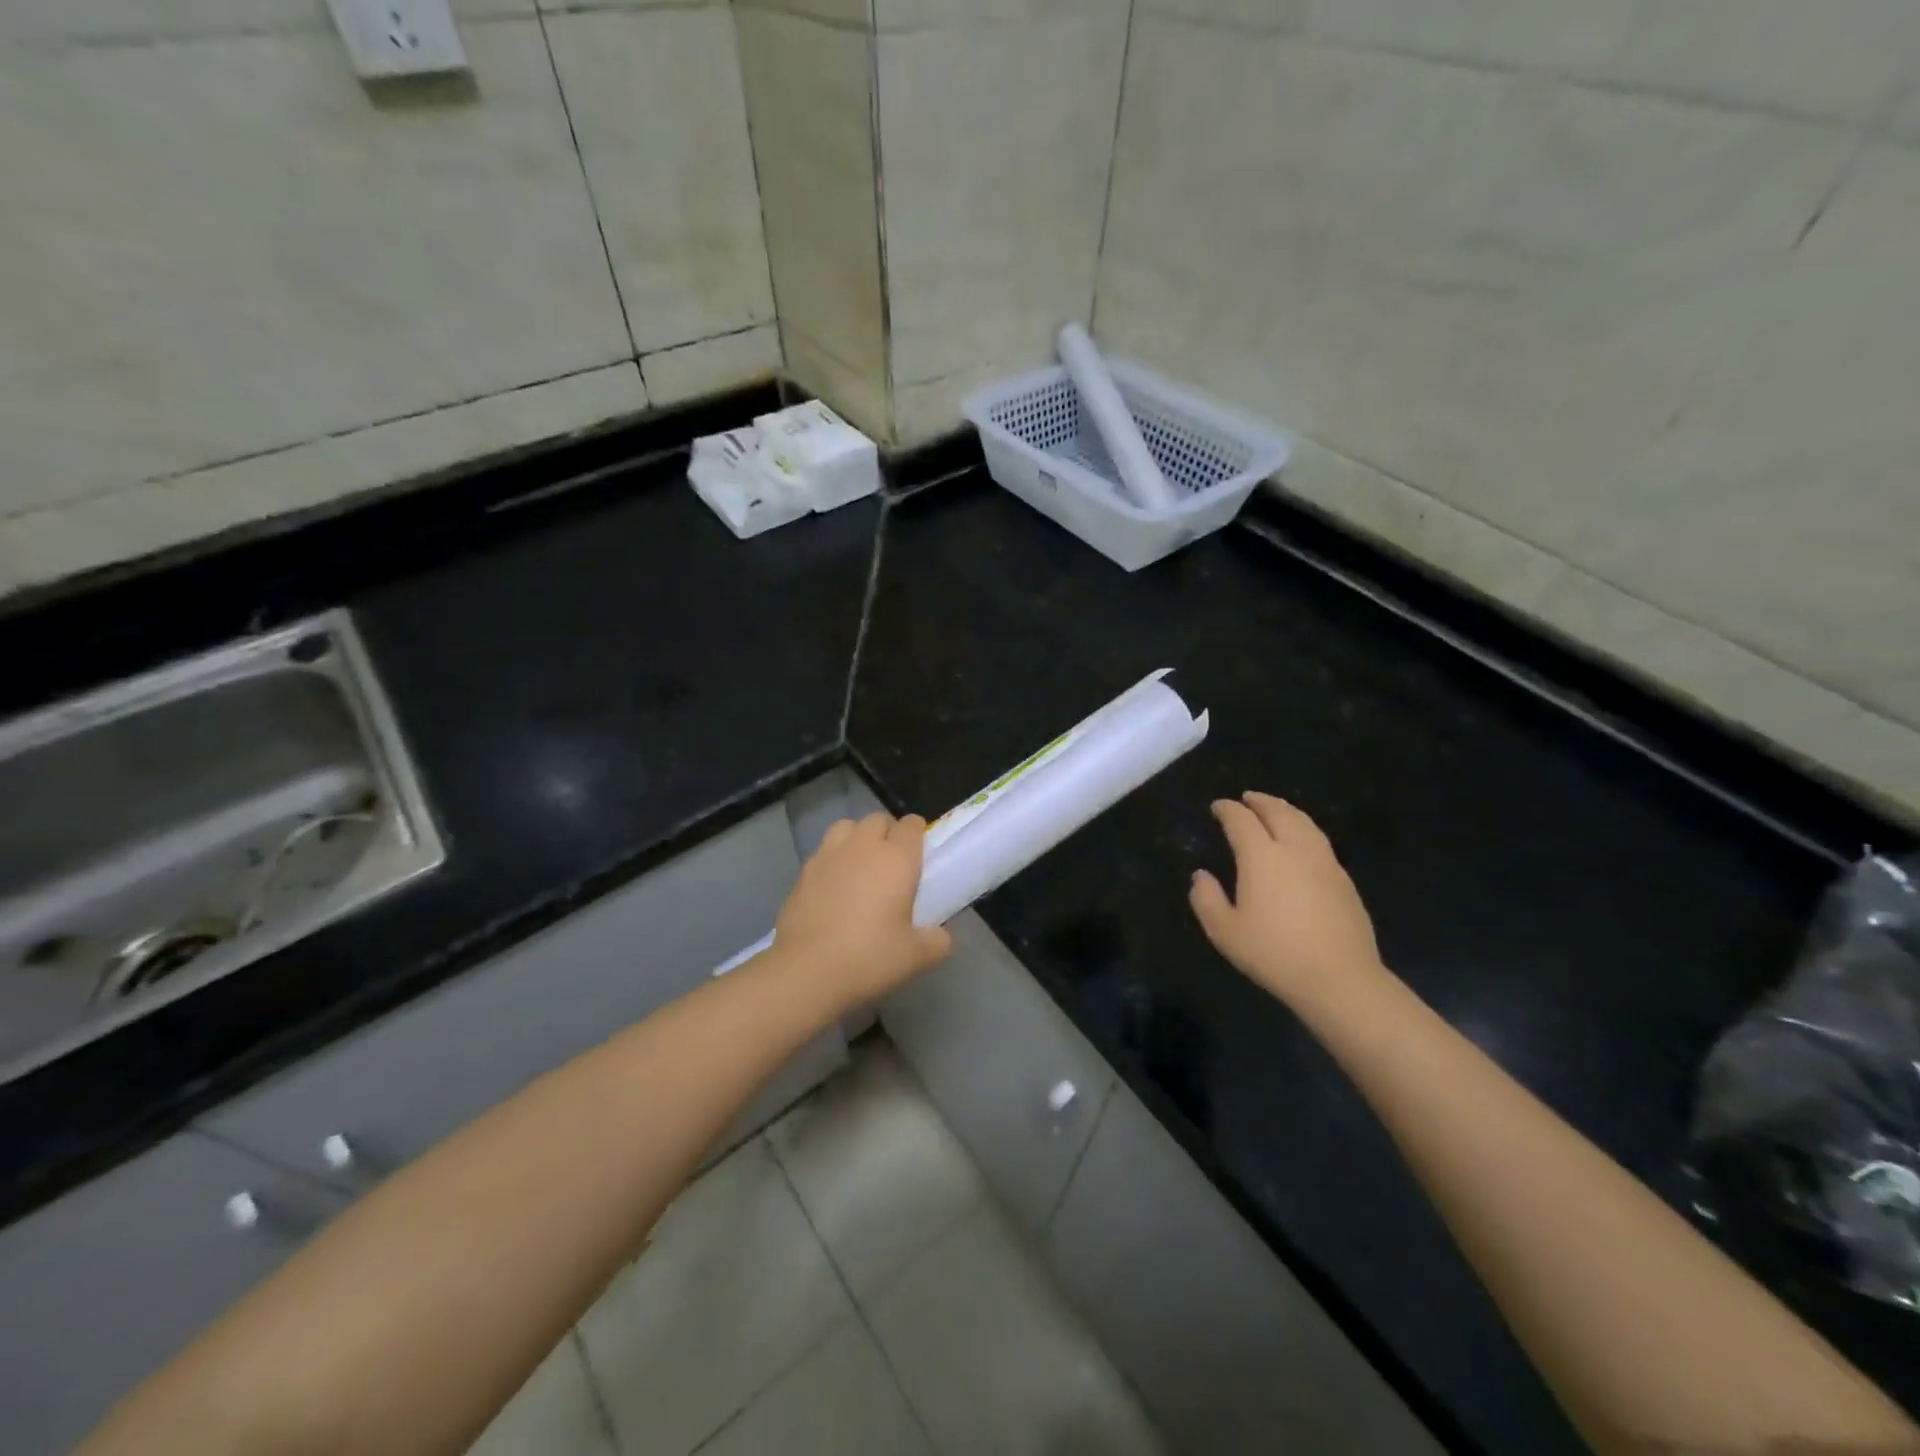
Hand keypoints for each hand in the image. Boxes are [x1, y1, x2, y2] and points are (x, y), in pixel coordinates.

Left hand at [774, 813, 951, 1006]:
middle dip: (888, 832)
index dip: (918, 834)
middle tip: (893, 862)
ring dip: (857, 838)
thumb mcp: (917, 957)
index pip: (911, 825)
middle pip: (878, 820)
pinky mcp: (802, 872)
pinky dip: (832, 860)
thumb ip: (937, 941)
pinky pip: (823, 852)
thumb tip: (939, 935)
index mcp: (896, 858)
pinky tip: (833, 887)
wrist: (807, 971)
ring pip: (846, 827)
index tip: (921, 853)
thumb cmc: (870, 957)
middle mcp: (862, 847)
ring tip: (860, 866)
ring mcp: (828, 855)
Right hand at [1189, 793, 1385, 1007]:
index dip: (1227, 809)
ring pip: (1304, 823)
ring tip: (1275, 809)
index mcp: (1262, 857)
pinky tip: (1301, 842)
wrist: (1339, 979)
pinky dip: (1304, 829)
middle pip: (1278, 812)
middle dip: (1260, 801)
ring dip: (1286, 810)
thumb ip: (1206, 899)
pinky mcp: (1344, 880)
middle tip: (1247, 798)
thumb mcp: (1224, 932)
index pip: (1241, 820)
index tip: (1218, 806)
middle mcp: (1295, 850)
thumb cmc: (1274, 954)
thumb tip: (1201, 876)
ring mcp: (1324, 862)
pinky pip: (1320, 841)